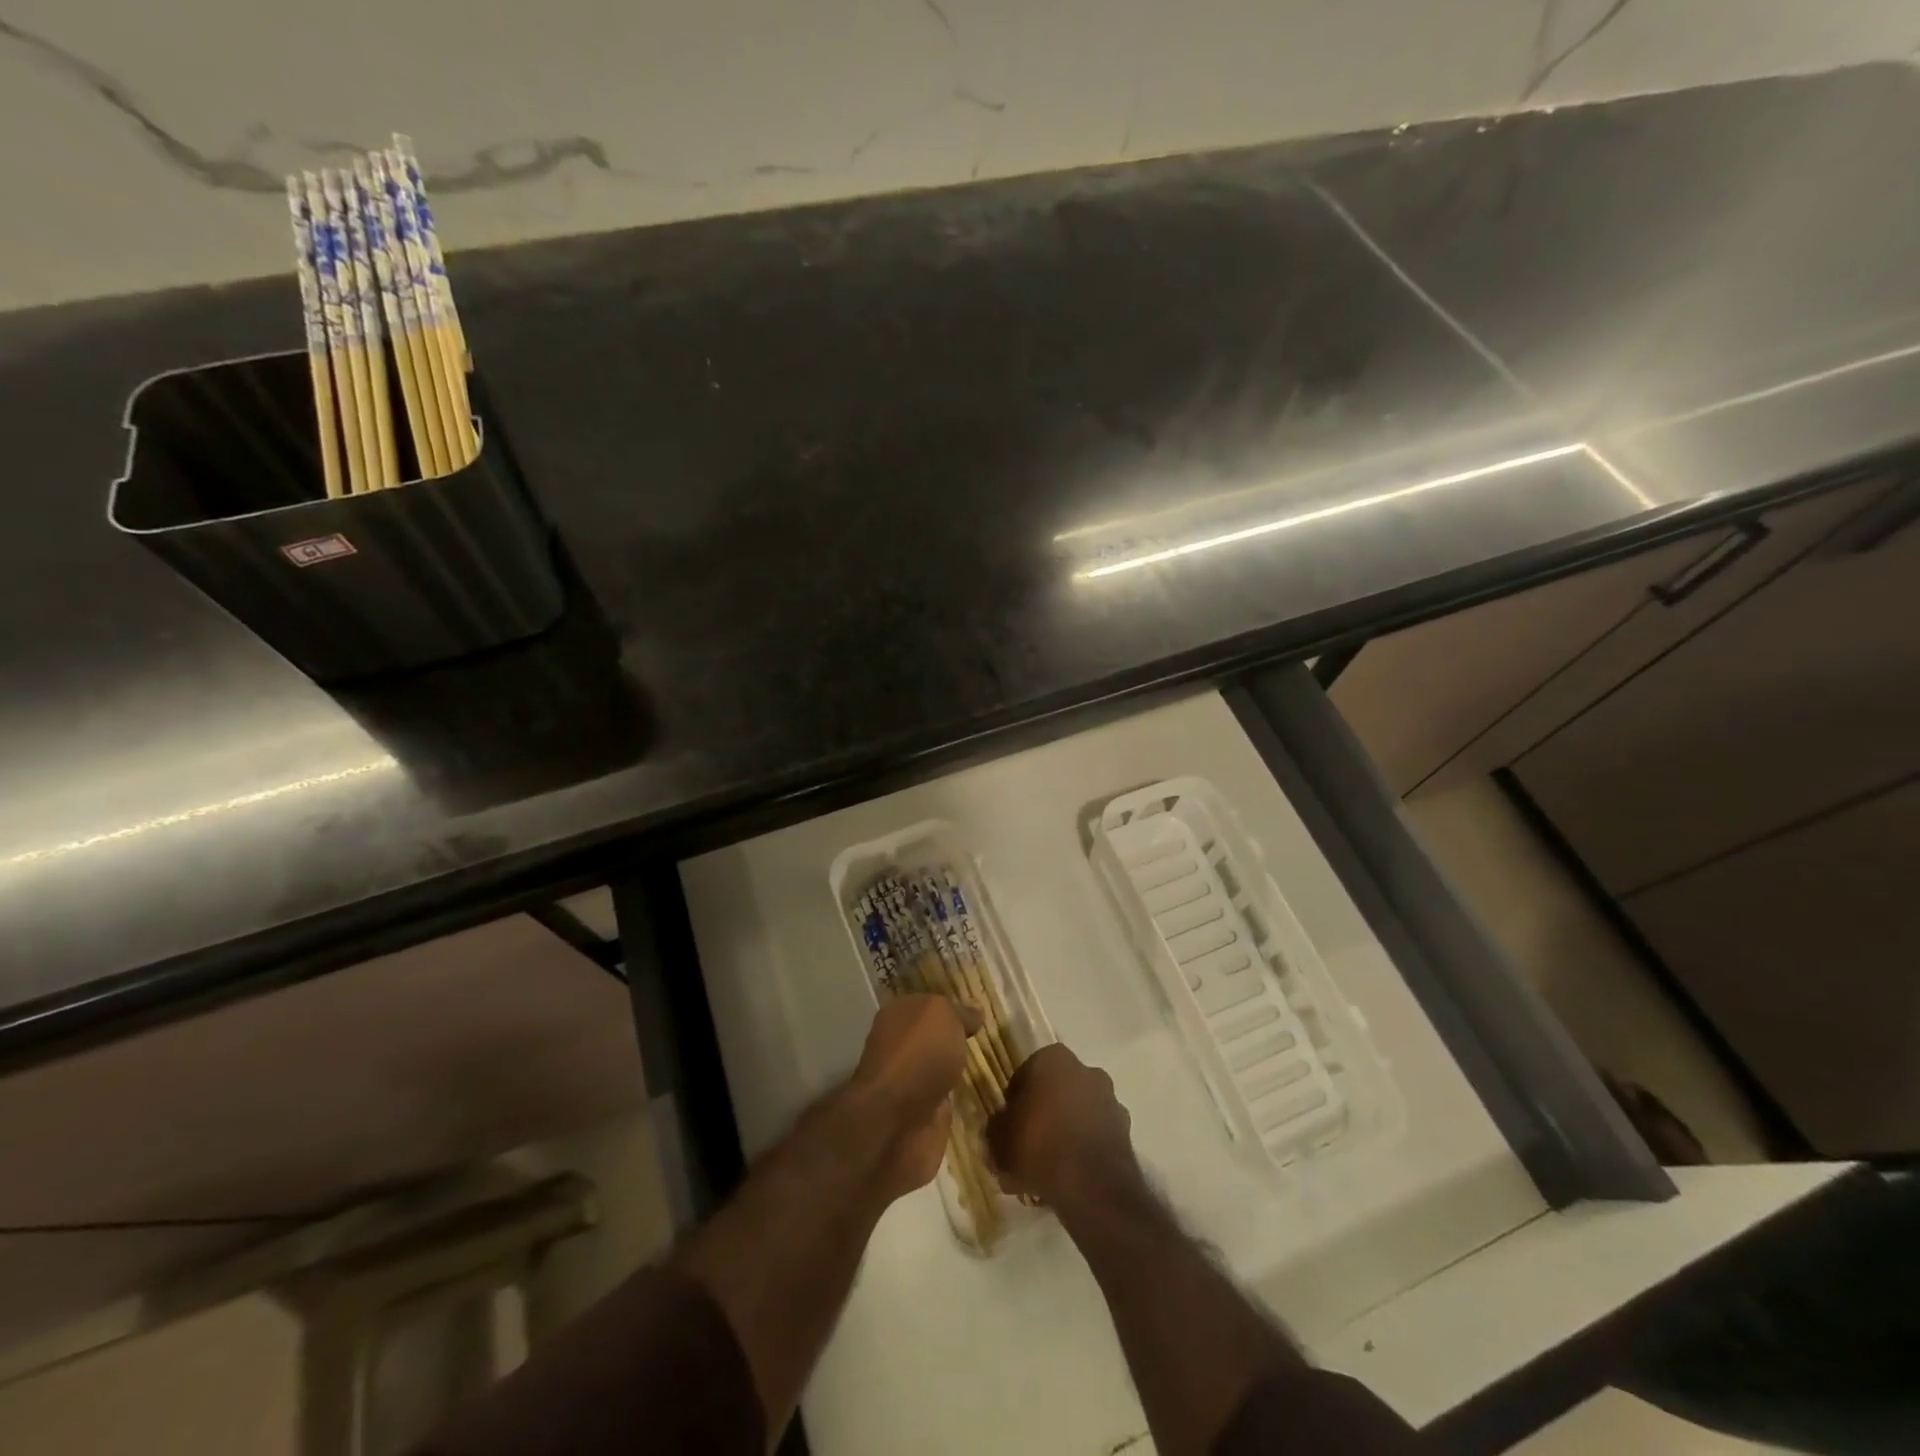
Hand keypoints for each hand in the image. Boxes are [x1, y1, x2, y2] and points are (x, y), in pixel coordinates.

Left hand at [850, 995, 977, 1200]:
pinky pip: (945, 1102)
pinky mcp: (920, 1118)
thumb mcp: (943, 1016)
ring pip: (939, 1071)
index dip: (952, 1008)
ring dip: (959, 1073)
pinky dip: (959, 1102)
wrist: (896, 1123)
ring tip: (991, 1069)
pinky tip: (981, 1097)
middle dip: (956, 1041)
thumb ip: (959, 1012)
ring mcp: (908, 1086)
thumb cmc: (918, 1055)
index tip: (980, 1014)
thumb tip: (974, 1010)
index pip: (928, 1005)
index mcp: (898, 1016)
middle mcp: (900, 1048)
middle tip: (990, 1040)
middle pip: (933, 1039)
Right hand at [987, 1044, 1139, 1209]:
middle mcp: (1085, 1070)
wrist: (1091, 1186)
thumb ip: (995, 1129)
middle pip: (1055, 1092)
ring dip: (1063, 1134)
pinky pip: (1094, 1136)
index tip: (1008, 1124)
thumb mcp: (999, 1138)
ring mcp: (1109, 1100)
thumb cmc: (1039, 1145)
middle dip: (1042, 1115)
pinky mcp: (1125, 1130)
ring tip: (1045, 1170)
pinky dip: (1083, 1151)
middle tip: (1025, 1147)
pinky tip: (1067, 1179)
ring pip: (1077, 1114)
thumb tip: (997, 1131)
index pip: (1027, 1073)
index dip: (1014, 1100)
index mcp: (1054, 1058)